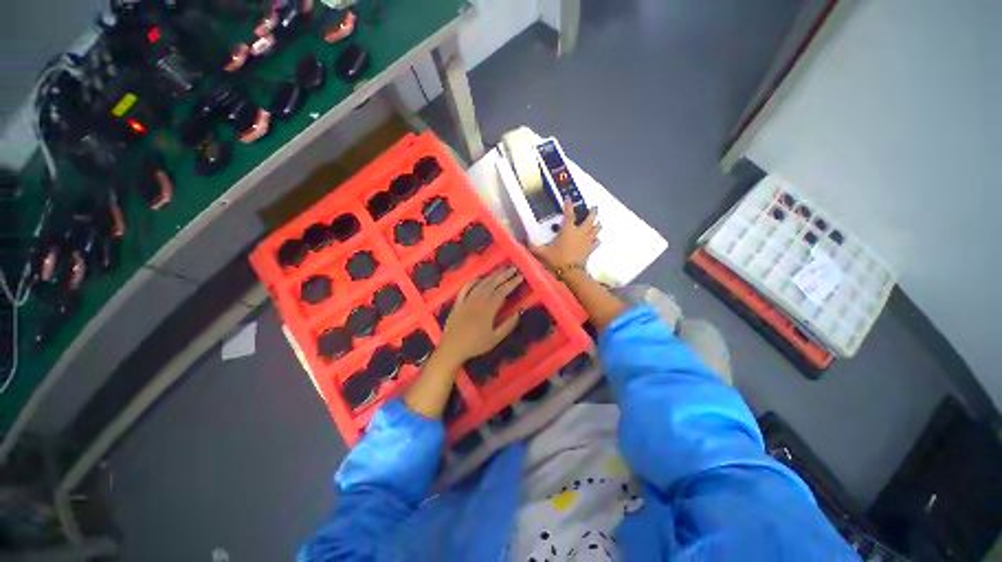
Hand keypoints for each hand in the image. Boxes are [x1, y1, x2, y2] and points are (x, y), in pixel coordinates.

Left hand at [438, 267, 523, 363]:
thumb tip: (519, 312)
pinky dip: (473, 281)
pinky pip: (465, 288)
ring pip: (480, 284)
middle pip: (492, 284)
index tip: (520, 276)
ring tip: (500, 269)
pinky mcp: (458, 303)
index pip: (502, 292)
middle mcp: (477, 301)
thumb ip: (508, 325)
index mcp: (488, 310)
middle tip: (513, 268)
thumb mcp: (495, 339)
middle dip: (504, 275)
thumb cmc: (475, 345)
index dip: (512, 283)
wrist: (452, 348)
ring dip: (491, 275)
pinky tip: (479, 278)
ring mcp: (466, 300)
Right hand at [530, 200, 599, 269]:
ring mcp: (587, 241)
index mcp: (568, 230)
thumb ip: (533, 246)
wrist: (571, 273)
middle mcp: (580, 233)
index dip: (569, 205)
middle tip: (594, 207)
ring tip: (597, 222)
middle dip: (593, 212)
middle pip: (590, 219)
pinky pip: (596, 242)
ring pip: (595, 230)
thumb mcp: (542, 253)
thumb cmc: (557, 260)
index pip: (569, 214)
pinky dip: (597, 239)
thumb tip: (524, 241)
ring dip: (597, 225)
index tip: (569, 198)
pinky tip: (597, 239)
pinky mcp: (590, 249)